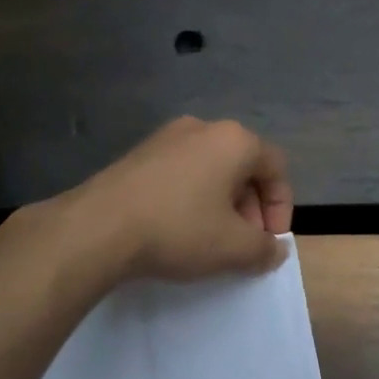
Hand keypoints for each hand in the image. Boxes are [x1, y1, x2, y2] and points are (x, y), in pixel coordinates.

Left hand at [60, 117, 292, 281]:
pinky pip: (180, 174)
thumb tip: (274, 250)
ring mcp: (165, 138)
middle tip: (243, 244)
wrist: (97, 227)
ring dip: (221, 205)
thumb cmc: (177, 229)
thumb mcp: (233, 248)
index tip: (270, 242)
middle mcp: (202, 128)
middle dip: (251, 209)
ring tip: (211, 241)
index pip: (276, 168)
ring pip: (210, 170)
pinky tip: (177, 230)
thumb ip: (264, 249)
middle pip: (243, 167)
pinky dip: (191, 199)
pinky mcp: (138, 154)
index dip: (282, 208)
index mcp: (233, 140)